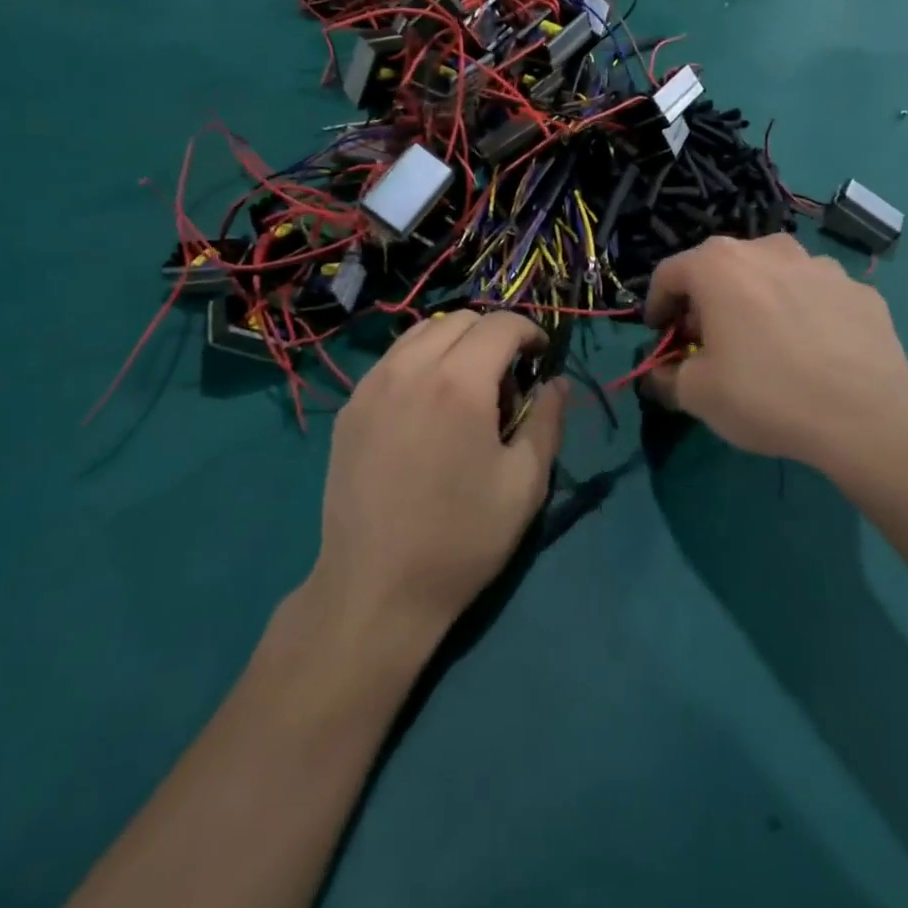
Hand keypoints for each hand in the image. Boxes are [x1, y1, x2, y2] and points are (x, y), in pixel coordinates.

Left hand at [311, 310, 564, 647]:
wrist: (375, 588)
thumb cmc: (461, 539)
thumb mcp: (524, 484)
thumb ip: (547, 421)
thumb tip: (556, 382)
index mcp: (459, 382)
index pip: (501, 325)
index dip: (530, 332)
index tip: (542, 359)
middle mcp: (410, 367)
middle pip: (461, 319)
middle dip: (494, 335)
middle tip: (507, 380)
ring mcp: (373, 384)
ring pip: (422, 332)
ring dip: (455, 343)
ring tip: (466, 388)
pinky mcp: (351, 406)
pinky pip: (392, 360)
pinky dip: (420, 361)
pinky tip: (427, 407)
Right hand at [643, 235, 907, 484]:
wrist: (866, 418)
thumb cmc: (765, 395)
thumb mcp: (696, 394)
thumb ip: (667, 375)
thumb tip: (663, 371)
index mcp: (718, 265)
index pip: (669, 273)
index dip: (657, 304)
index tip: (661, 334)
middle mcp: (767, 250)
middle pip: (721, 267)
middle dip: (707, 300)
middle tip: (710, 339)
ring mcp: (821, 265)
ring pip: (773, 275)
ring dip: (759, 299)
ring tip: (767, 342)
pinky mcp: (861, 290)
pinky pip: (817, 295)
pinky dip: (805, 313)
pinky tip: (814, 352)